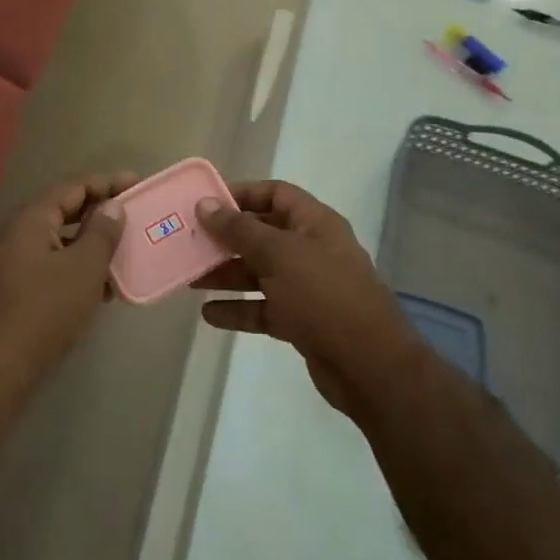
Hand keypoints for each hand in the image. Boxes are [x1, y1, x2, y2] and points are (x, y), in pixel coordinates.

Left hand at [0, 171, 136, 401]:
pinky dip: (78, 268)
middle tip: (135, 215)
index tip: (137, 183)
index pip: (73, 187)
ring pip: (60, 242)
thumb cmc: (44, 311)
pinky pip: (53, 266)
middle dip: (100, 213)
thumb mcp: (83, 268)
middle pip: (64, 212)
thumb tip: (112, 205)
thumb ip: (101, 232)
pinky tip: (102, 288)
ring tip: (126, 253)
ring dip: (92, 244)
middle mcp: (18, 235)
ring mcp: (13, 264)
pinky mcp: (15, 292)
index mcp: (31, 220)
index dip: (106, 183)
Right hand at [193, 181, 422, 416]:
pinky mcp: (302, 321)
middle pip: (262, 234)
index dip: (241, 194)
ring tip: (190, 280)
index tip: (206, 204)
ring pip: (260, 273)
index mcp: (314, 223)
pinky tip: (209, 314)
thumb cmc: (323, 294)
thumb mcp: (278, 254)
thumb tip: (205, 204)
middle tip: (190, 243)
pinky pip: (263, 308)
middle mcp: (311, 249)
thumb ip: (239, 229)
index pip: (275, 194)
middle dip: (226, 239)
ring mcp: (307, 287)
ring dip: (227, 275)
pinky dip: (239, 309)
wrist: (369, 365)